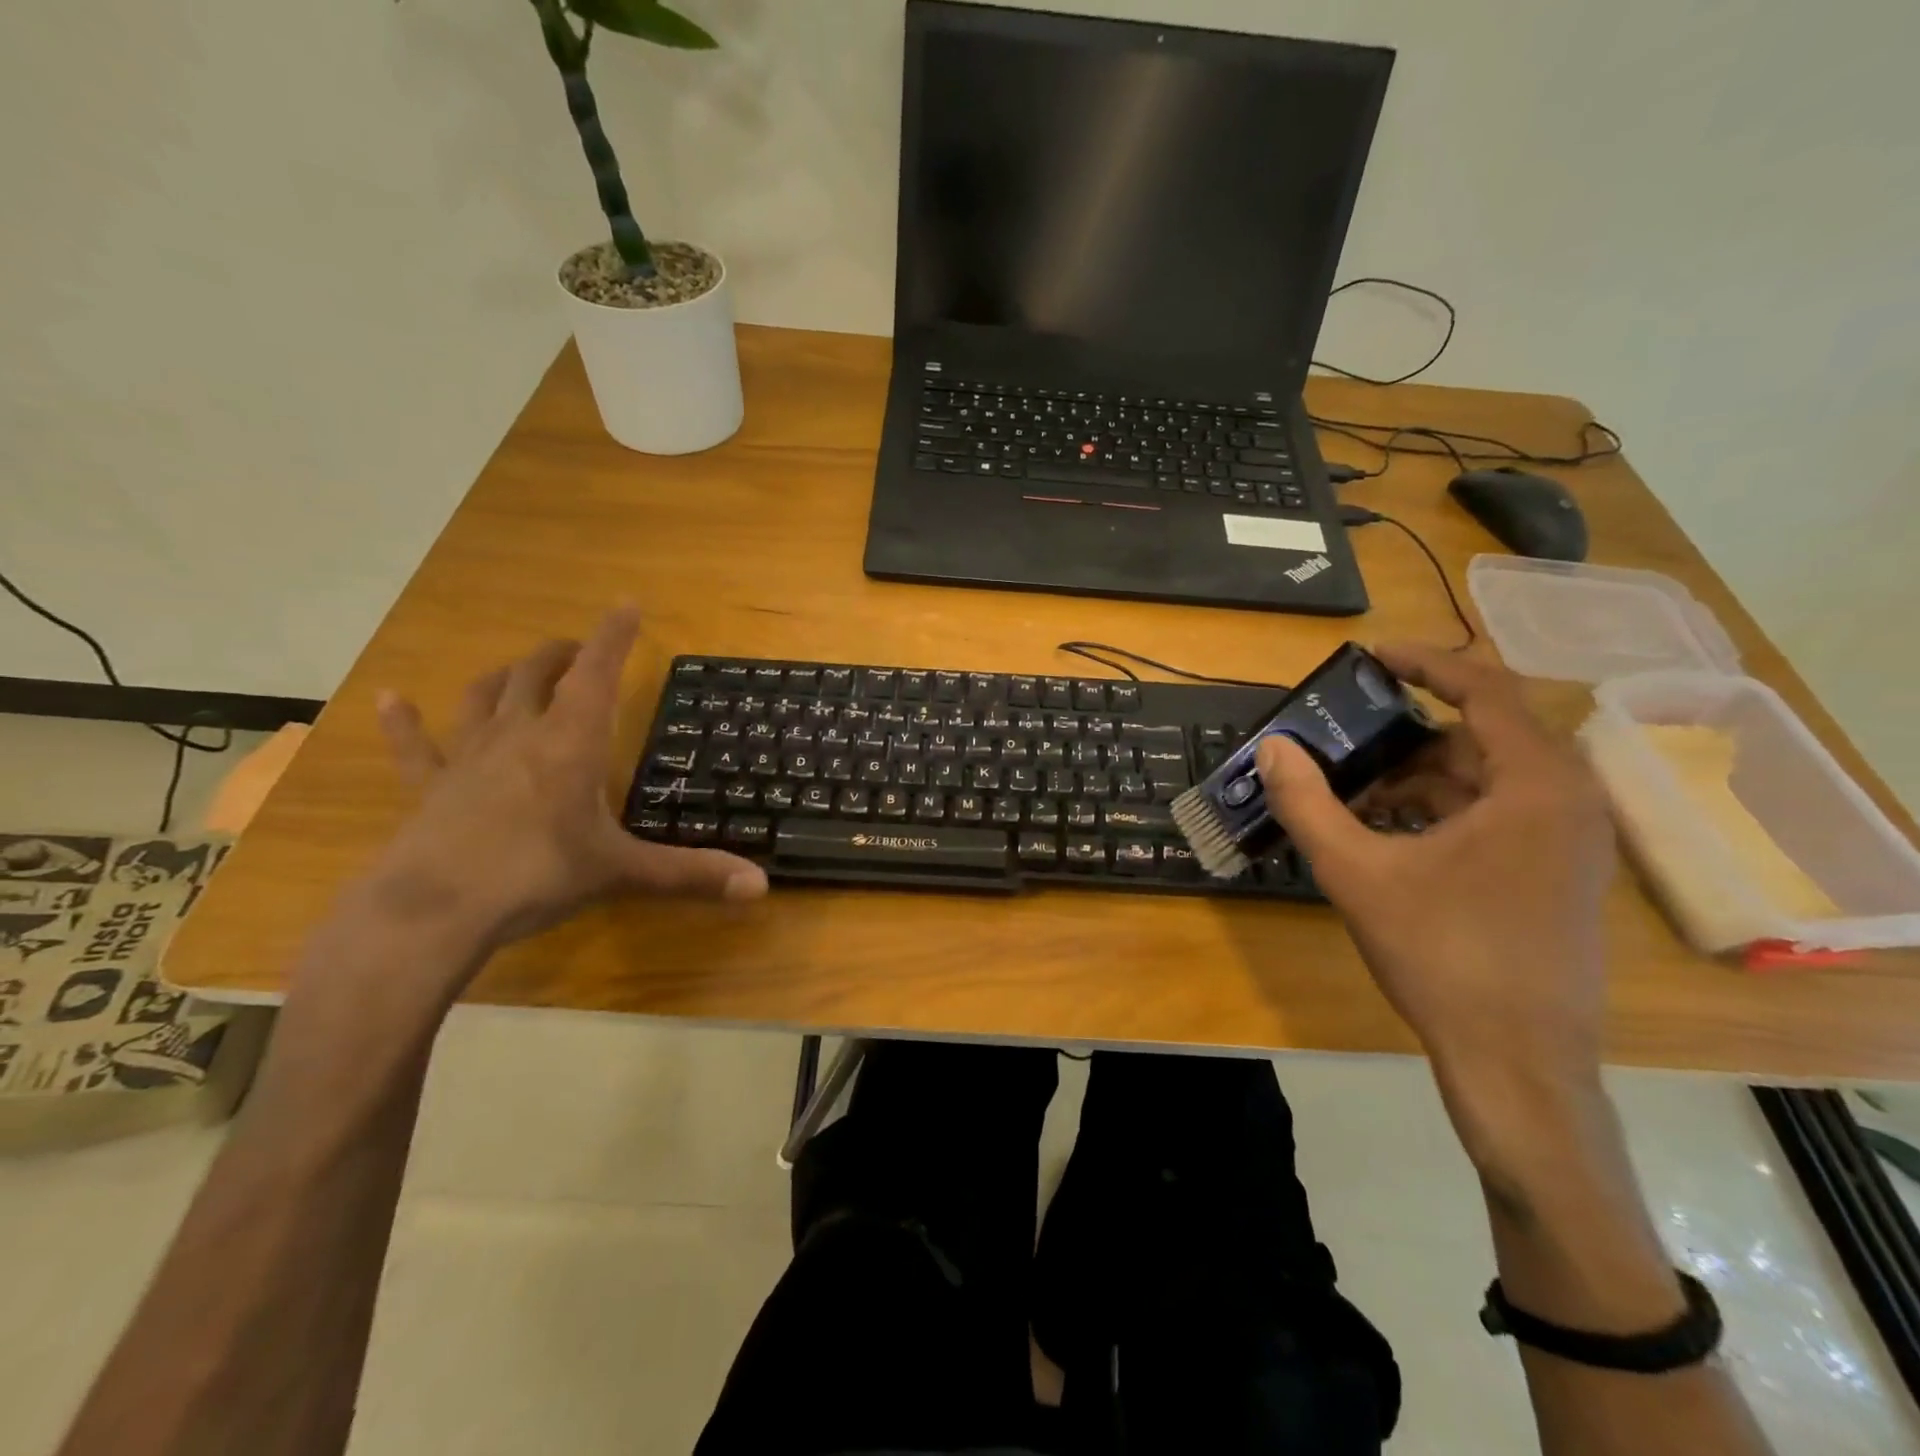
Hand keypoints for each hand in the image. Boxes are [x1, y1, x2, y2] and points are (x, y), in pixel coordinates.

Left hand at [367, 606, 767, 958]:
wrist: (432, 912)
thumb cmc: (536, 876)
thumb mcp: (623, 873)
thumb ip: (692, 874)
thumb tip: (761, 886)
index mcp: (571, 743)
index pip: (598, 673)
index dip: (614, 635)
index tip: (626, 603)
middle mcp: (520, 735)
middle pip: (539, 675)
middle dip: (564, 654)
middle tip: (581, 650)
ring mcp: (468, 757)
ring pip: (485, 697)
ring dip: (506, 676)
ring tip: (520, 669)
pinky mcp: (428, 787)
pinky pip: (414, 745)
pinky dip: (403, 721)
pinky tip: (391, 698)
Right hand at [1256, 644, 1615, 1107]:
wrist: (1518, 1063)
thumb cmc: (1442, 956)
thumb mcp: (1356, 872)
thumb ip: (1307, 804)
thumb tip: (1273, 748)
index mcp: (1535, 785)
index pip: (1485, 689)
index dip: (1425, 662)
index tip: (1369, 655)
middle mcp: (1568, 800)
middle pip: (1479, 735)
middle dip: (1404, 737)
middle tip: (1343, 743)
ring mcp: (1571, 841)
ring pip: (1485, 778)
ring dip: (1418, 778)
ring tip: (1353, 799)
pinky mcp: (1560, 873)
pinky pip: (1498, 814)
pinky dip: (1441, 810)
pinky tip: (1390, 836)